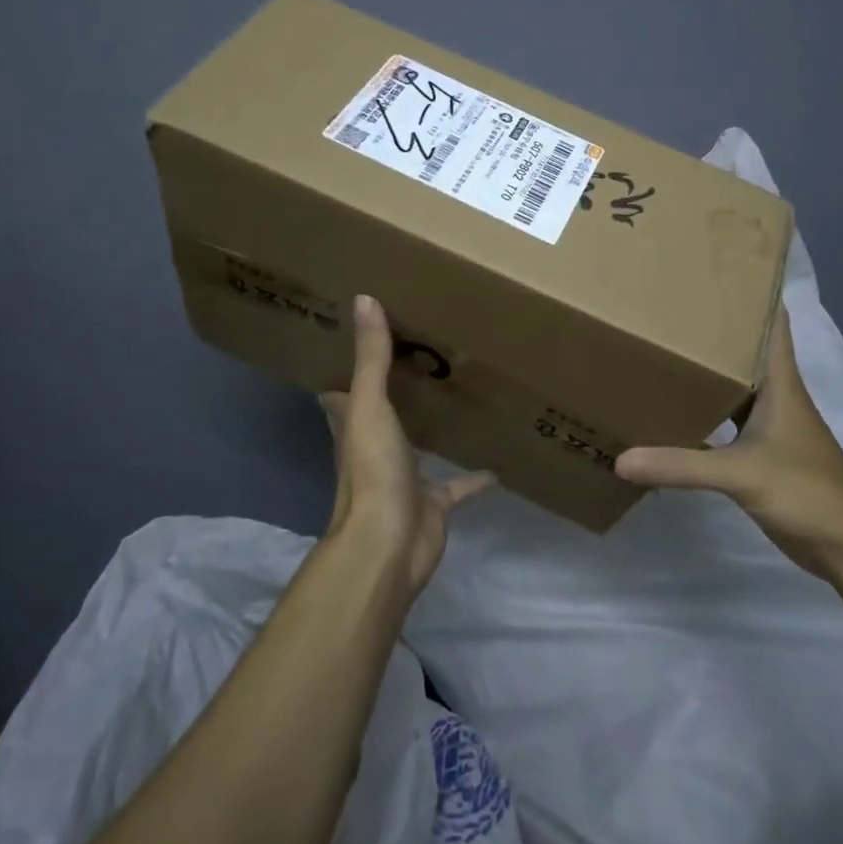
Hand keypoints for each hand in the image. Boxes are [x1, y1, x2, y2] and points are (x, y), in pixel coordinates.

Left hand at [318, 295, 493, 596]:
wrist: (388, 545)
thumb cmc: (373, 470)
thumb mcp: (370, 405)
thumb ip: (371, 356)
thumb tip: (364, 298)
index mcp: (354, 427)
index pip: (343, 396)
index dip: (347, 375)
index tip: (363, 347)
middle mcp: (375, 451)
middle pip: (382, 419)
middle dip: (394, 397)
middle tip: (420, 364)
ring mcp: (404, 479)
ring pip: (419, 449)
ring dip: (432, 432)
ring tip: (457, 402)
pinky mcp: (433, 504)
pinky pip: (458, 486)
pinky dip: (474, 478)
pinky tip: (499, 465)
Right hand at [613, 304, 842, 575]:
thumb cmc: (808, 491)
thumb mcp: (742, 474)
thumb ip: (682, 466)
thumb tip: (620, 458)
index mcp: (779, 381)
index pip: (770, 320)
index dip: (750, 290)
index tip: (714, 266)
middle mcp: (773, 394)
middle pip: (742, 348)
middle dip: (711, 326)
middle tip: (666, 302)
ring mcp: (768, 425)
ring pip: (731, 385)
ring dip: (705, 369)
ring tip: (660, 346)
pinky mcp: (760, 453)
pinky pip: (724, 420)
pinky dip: (702, 411)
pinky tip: (671, 409)